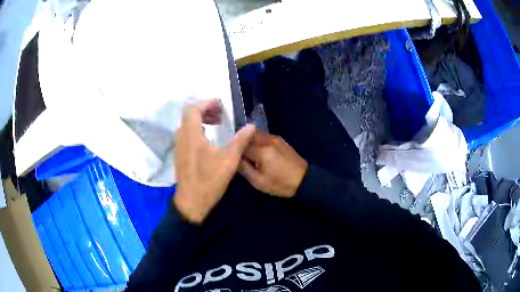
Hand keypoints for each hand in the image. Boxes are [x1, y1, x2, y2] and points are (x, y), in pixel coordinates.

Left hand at [173, 100, 255, 223]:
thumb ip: (240, 141)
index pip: (194, 109)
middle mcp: (182, 137)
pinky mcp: (179, 154)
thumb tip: (251, 126)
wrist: (191, 202)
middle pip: (189, 114)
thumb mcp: (229, 161)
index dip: (207, 103)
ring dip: (200, 119)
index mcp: (192, 136)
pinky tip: (207, 139)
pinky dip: (196, 129)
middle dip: (205, 110)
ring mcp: (178, 146)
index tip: (221, 106)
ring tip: (216, 124)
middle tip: (221, 115)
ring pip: (186, 124)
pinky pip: (185, 133)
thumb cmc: (209, 182)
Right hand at [238, 133, 307, 197]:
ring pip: (256, 134)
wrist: (304, 180)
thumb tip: (234, 159)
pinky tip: (257, 151)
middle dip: (241, 142)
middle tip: (237, 153)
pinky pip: (264, 136)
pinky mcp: (280, 140)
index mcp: (262, 151)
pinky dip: (257, 141)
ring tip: (246, 152)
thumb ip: (244, 168)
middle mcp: (268, 140)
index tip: (229, 154)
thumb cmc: (280, 184)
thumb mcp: (258, 181)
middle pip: (248, 135)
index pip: (241, 145)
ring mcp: (275, 138)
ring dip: (249, 141)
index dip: (234, 149)